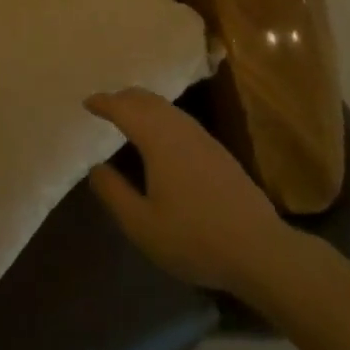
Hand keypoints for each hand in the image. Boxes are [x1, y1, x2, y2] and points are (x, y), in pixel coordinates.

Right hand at [84, 88, 292, 295]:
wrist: (261, 251)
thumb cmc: (195, 238)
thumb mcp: (142, 225)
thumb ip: (114, 193)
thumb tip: (96, 168)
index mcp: (157, 139)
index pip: (124, 109)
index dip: (103, 103)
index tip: (87, 103)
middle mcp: (180, 129)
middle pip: (147, 100)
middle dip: (123, 98)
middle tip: (105, 106)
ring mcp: (203, 139)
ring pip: (167, 108)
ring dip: (144, 105)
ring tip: (129, 117)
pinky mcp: (219, 152)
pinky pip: (181, 120)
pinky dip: (161, 117)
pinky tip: (162, 138)